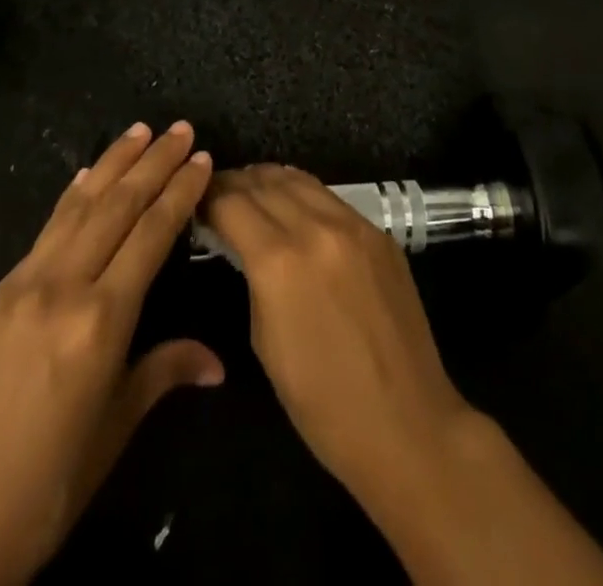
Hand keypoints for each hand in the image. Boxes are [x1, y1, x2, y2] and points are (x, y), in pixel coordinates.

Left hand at [0, 122, 219, 585]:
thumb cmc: (44, 491)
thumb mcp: (113, 432)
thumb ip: (163, 373)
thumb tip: (216, 362)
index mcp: (100, 321)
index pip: (152, 235)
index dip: (180, 192)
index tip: (202, 157)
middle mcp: (60, 287)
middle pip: (117, 207)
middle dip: (153, 163)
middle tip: (180, 128)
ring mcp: (18, 287)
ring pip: (77, 208)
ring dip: (112, 164)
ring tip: (139, 131)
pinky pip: (42, 235)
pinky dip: (71, 200)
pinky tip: (84, 179)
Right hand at [201, 165, 602, 585]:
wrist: (408, 423)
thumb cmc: (323, 403)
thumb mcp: (265, 341)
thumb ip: (252, 277)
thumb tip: (241, 242)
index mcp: (279, 261)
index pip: (232, 203)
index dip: (208, 197)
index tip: (195, 201)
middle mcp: (316, 227)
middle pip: (265, 182)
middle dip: (236, 182)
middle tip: (217, 191)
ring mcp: (354, 225)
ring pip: (300, 179)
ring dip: (269, 179)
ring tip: (251, 188)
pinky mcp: (379, 232)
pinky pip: (331, 198)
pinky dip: (303, 193)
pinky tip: (294, 206)